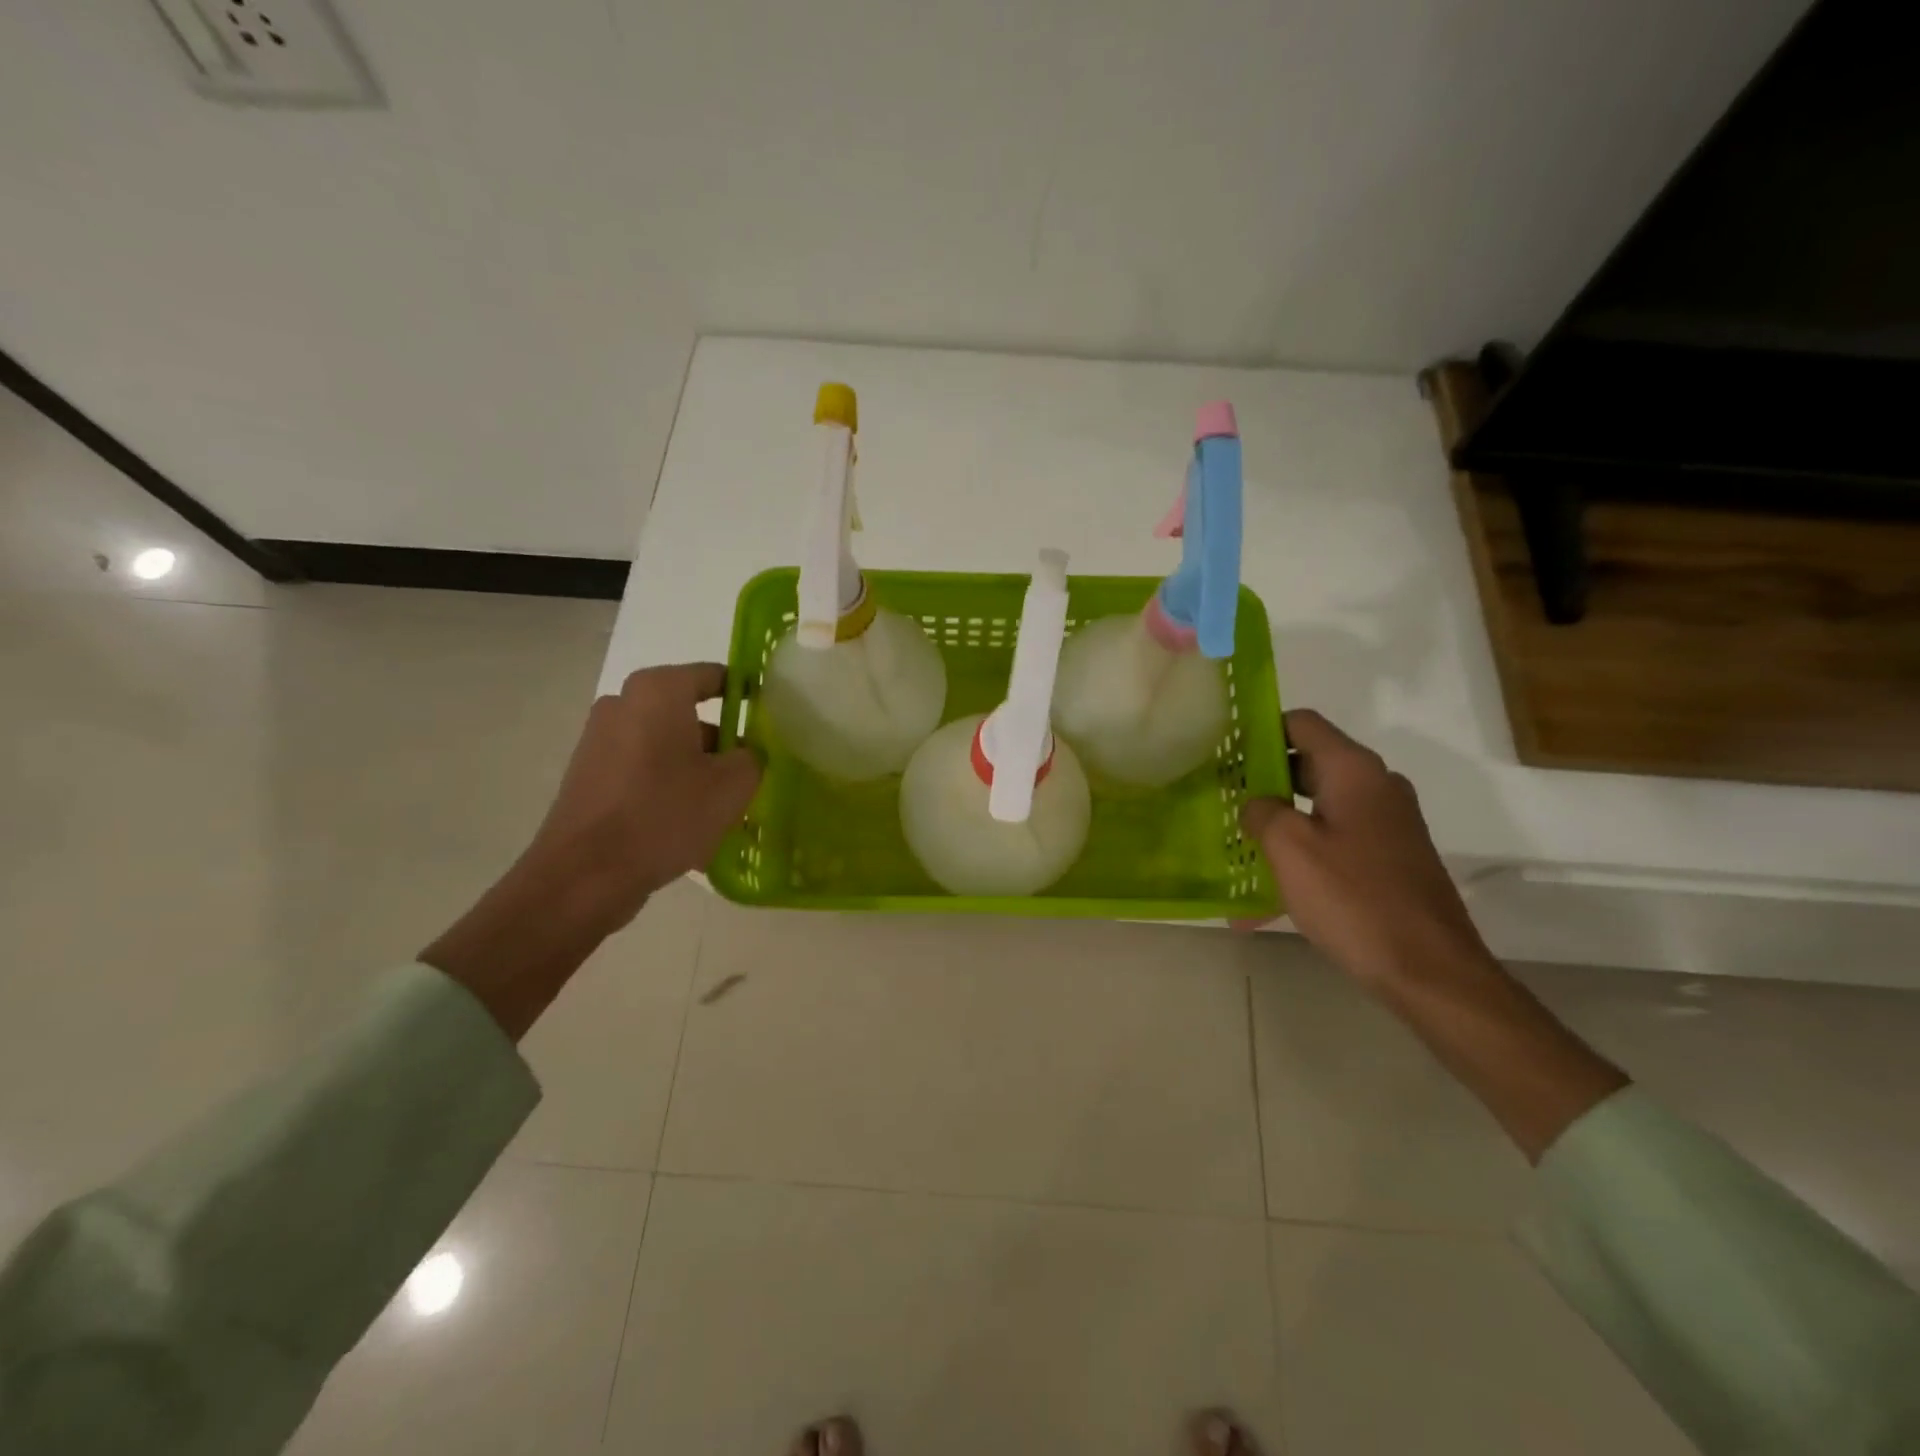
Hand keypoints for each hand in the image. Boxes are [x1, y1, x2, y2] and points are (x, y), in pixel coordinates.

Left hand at [518, 663, 760, 937]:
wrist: (585, 875)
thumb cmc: (665, 814)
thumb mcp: (733, 785)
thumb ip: (752, 756)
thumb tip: (746, 753)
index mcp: (658, 691)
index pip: (714, 676)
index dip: (746, 696)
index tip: (768, 723)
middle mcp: (623, 703)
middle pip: (689, 715)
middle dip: (721, 743)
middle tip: (747, 776)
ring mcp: (599, 740)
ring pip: (666, 747)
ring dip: (695, 771)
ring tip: (719, 811)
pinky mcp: (588, 775)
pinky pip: (642, 772)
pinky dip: (666, 789)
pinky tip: (684, 828)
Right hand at [1240, 709, 1485, 986]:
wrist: (1430, 970)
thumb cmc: (1354, 899)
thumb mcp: (1290, 849)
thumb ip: (1262, 812)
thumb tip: (1256, 804)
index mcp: (1354, 772)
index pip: (1302, 723)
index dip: (1260, 730)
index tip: (1224, 751)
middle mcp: (1376, 787)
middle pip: (1309, 763)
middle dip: (1262, 779)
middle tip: (1222, 798)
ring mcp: (1387, 824)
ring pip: (1319, 806)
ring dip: (1279, 820)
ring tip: (1237, 844)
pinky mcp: (1390, 858)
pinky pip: (1335, 841)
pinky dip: (1302, 853)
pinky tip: (1265, 895)